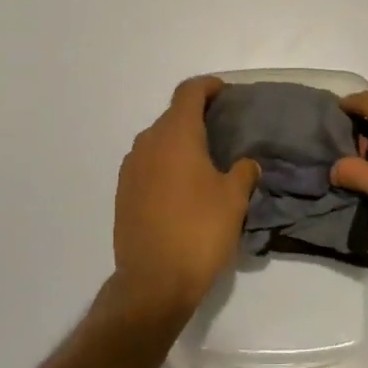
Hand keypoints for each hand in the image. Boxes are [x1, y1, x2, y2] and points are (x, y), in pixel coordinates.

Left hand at [112, 77, 260, 317]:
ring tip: (204, 162)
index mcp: (175, 135)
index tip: (224, 93)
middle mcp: (148, 143)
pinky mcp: (123, 193)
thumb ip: (243, 172)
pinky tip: (182, 189)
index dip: (208, 87)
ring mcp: (130, 168)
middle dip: (196, 117)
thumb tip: (245, 164)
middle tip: (222, 131)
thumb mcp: (233, 199)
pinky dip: (165, 165)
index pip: (188, 92)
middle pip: (172, 116)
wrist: (153, 281)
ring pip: (158, 142)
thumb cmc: (199, 231)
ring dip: (179, 143)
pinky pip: (147, 165)